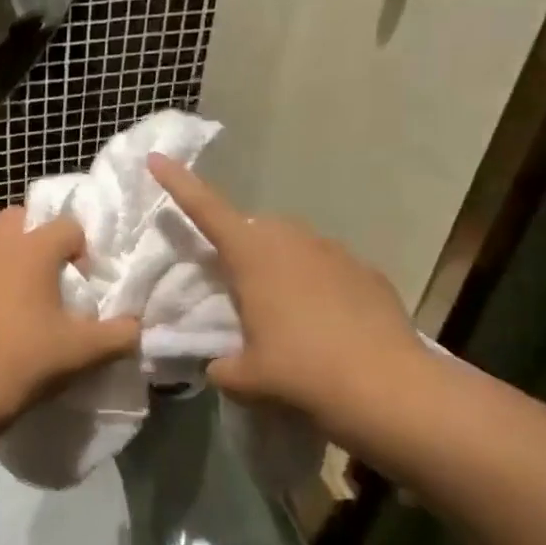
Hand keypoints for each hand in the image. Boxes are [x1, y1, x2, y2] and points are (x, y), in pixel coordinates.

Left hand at [0, 208, 139, 427]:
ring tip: (12, 294)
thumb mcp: (84, 352)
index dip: (81, 250)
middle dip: (35, 239)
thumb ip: (120, 334)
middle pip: (19, 219)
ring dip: (2, 256)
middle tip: (46, 277)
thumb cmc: (27, 360)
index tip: (81, 283)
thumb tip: (135, 326)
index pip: (68, 226)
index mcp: (33, 250)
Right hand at [148, 155, 428, 444]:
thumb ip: (222, 366)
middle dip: (239, 245)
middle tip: (234, 284)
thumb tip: (220, 366)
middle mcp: (292, 240)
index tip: (158, 158)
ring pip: (294, 246)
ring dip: (279, 266)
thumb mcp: (246, 376)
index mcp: (253, 255)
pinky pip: (329, 268)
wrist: (387, 386)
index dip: (179, 183)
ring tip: (282, 310)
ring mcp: (335, 252)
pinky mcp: (367, 272)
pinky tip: (325, 323)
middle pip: (254, 228)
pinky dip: (317, 285)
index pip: (206, 210)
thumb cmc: (301, 371)